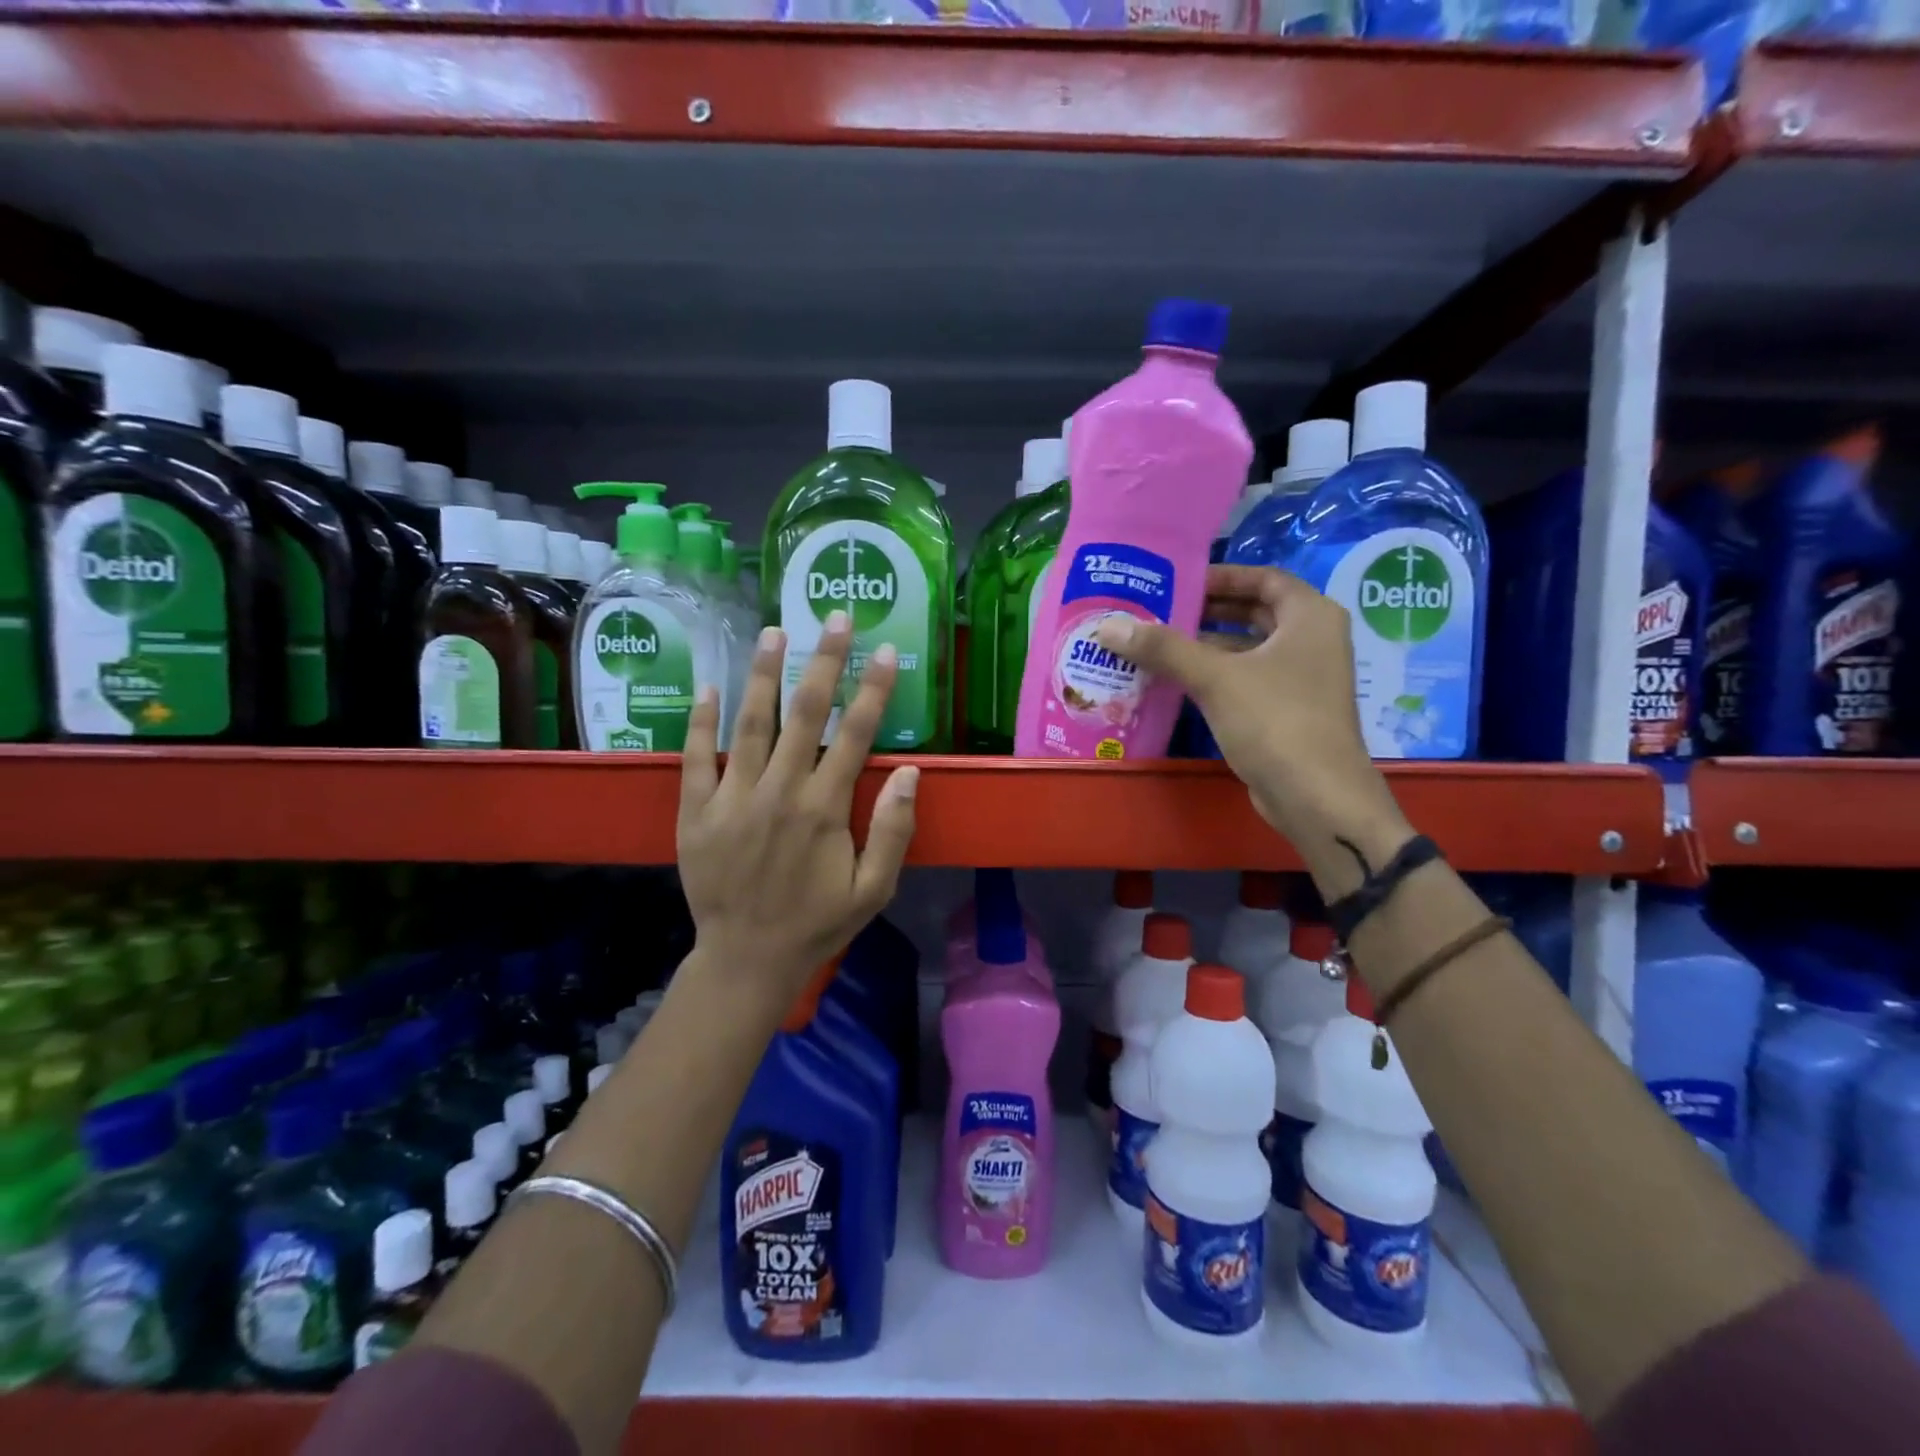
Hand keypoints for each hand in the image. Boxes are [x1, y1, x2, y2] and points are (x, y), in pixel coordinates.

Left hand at [676, 612, 918, 1007]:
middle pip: (805, 714)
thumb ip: (894, 831)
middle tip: (834, 617)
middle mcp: (779, 792)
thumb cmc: (817, 923)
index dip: (873, 689)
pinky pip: (696, 758)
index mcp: (824, 809)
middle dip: (823, 661)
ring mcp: (732, 798)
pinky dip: (701, 721)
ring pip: (749, 724)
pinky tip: (709, 686)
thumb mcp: (873, 889)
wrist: (746, 959)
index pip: (855, 735)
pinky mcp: (696, 812)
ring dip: (763, 675)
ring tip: (772, 632)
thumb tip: (911, 773)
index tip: (885, 650)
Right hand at [1093, 565, 1410, 887]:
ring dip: (1208, 646)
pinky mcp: (1290, 712)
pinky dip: (1217, 676)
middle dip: (1209, 612)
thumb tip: (1108, 625)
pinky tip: (1178, 683)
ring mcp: (1304, 679)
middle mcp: (1314, 641)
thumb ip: (1163, 648)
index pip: (1264, 578)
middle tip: (1161, 612)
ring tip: (1158, 645)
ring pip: (1250, 650)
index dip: (1222, 576)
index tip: (1180, 582)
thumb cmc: (1275, 721)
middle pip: (1256, 612)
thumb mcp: (1215, 678)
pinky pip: (1248, 680)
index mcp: (1311, 617)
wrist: (1316, 797)